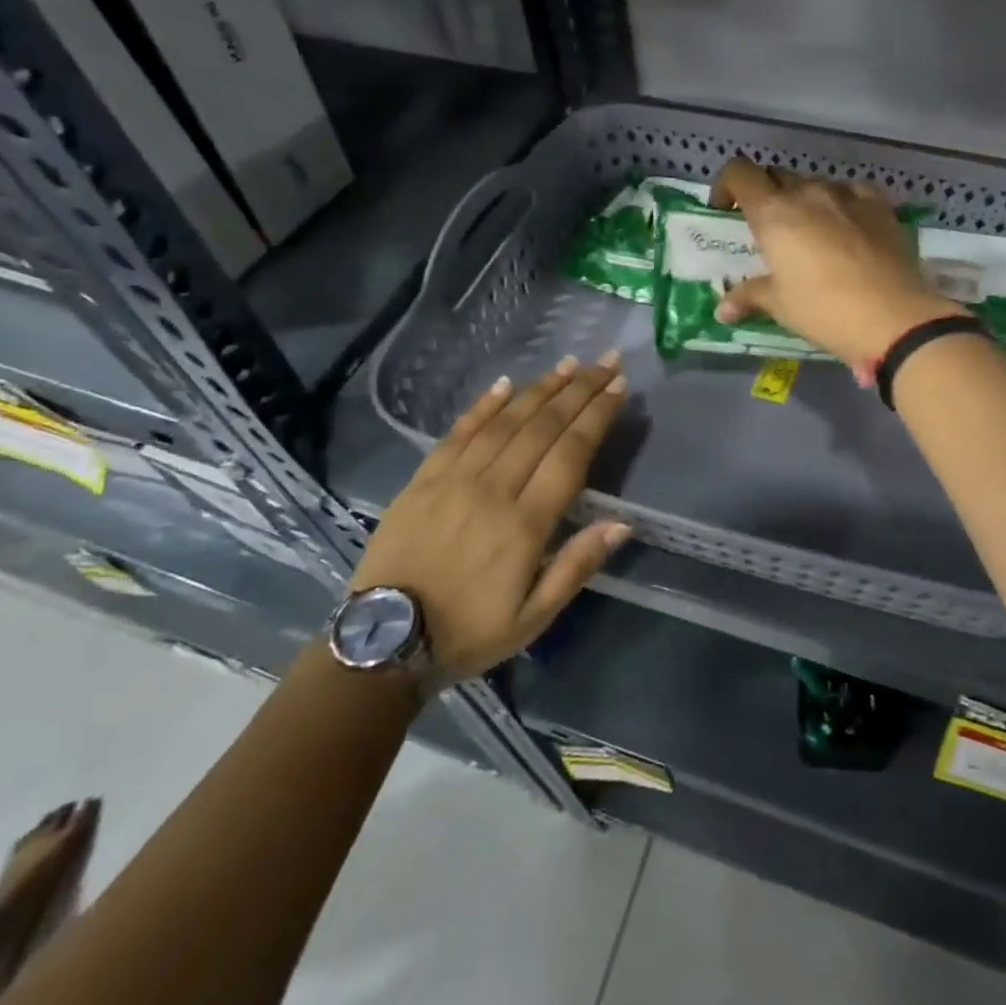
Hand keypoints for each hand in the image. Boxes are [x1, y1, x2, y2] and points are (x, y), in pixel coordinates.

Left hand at [350, 354, 630, 679]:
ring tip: (570, 364)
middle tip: (605, 361)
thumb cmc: (469, 632)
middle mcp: (493, 490)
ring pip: (505, 422)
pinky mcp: (423, 480)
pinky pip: (459, 432)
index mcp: (525, 524)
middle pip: (543, 427)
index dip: (597, 415)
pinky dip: (484, 405)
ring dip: (541, 389)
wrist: (383, 644)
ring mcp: (453, 480)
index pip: (570, 454)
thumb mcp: (533, 618)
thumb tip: (622, 523)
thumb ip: (577, 566)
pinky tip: (506, 384)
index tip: (619, 386)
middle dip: (579, 390)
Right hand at [709, 156, 964, 366]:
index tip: (725, 209)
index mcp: (774, 213)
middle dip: (766, 195)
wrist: (892, 317)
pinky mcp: (880, 205)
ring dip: (804, 200)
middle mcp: (808, 193)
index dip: (727, 185)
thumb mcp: (780, 305)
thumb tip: (723, 309)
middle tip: (767, 228)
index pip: (740, 173)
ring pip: (815, 184)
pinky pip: (853, 192)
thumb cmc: (823, 310)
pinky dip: (842, 202)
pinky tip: (847, 225)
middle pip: (777, 176)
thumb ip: (750, 296)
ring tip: (810, 232)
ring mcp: (847, 195)